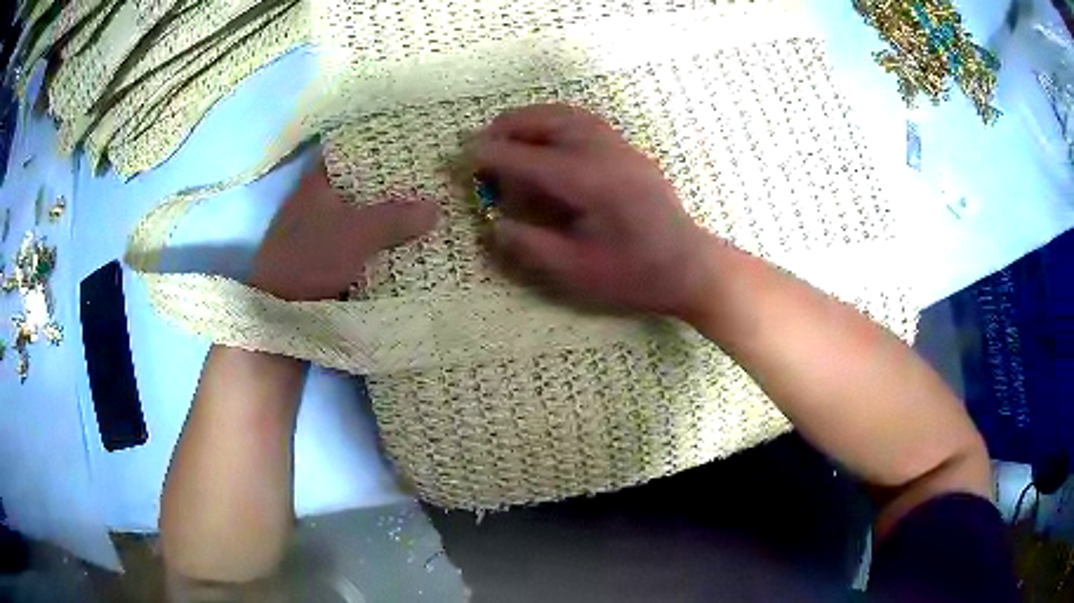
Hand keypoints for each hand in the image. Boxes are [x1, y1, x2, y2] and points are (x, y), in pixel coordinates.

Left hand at [248, 159, 438, 300]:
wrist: (282, 311)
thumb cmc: (312, 258)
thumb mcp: (358, 233)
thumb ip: (396, 218)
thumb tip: (436, 208)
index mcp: (318, 183)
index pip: (349, 151)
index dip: (378, 146)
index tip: (409, 145)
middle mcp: (317, 201)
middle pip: (359, 184)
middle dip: (390, 184)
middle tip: (427, 179)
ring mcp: (319, 230)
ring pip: (360, 214)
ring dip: (385, 215)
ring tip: (423, 208)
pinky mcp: (323, 257)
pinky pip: (358, 240)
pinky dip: (377, 240)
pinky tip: (403, 242)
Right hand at [475, 104, 717, 318]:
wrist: (690, 267)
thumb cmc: (636, 276)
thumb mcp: (578, 272)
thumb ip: (531, 245)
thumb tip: (494, 224)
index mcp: (591, 183)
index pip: (529, 159)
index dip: (492, 157)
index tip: (464, 158)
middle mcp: (605, 154)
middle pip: (549, 122)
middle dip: (509, 127)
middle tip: (482, 143)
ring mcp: (622, 147)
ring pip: (568, 114)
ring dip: (532, 118)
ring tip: (506, 133)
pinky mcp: (630, 150)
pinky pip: (585, 121)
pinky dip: (556, 120)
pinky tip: (545, 138)